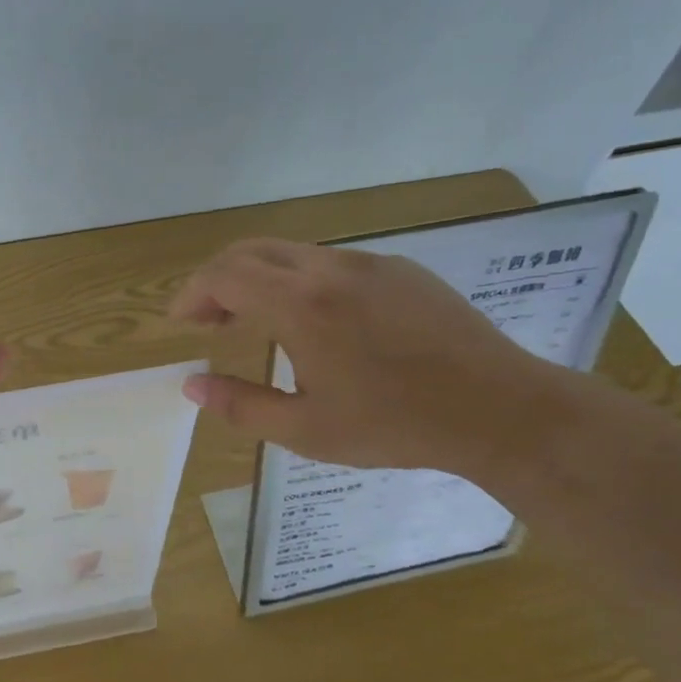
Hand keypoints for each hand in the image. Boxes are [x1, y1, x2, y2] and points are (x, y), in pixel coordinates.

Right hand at [168, 238, 560, 479]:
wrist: (498, 409)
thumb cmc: (394, 425)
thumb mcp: (306, 430)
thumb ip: (240, 405)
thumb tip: (191, 386)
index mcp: (301, 305)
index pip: (224, 275)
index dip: (192, 293)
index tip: (182, 323)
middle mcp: (328, 269)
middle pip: (251, 251)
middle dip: (218, 280)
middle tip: (209, 321)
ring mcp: (368, 263)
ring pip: (291, 253)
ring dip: (259, 279)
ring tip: (256, 322)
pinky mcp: (399, 269)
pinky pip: (331, 263)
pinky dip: (300, 281)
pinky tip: (316, 322)